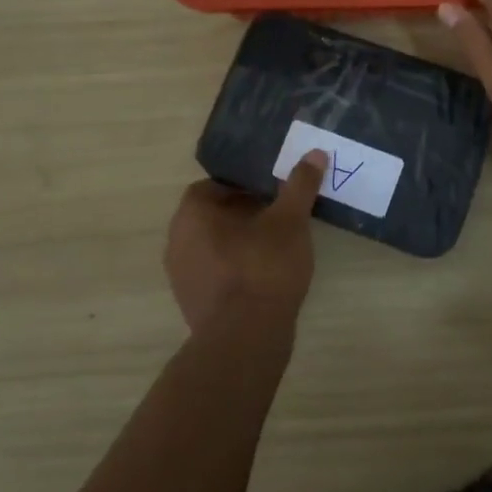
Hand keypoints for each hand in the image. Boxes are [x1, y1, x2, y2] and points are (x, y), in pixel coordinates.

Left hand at [164, 152, 327, 340]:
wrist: (245, 339)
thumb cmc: (263, 268)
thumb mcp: (290, 221)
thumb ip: (300, 185)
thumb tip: (314, 153)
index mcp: (192, 214)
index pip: (213, 185)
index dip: (243, 185)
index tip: (271, 191)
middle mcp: (177, 241)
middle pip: (212, 215)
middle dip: (243, 212)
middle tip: (278, 215)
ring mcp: (181, 276)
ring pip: (212, 245)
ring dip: (239, 241)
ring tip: (275, 245)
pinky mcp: (193, 303)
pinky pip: (214, 273)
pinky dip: (236, 268)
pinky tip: (265, 276)